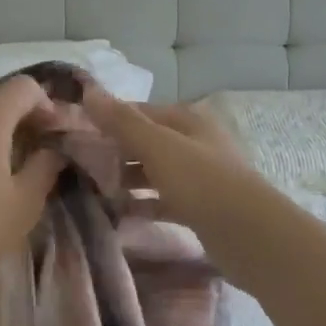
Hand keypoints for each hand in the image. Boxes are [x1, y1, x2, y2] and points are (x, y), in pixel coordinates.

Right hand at [80, 88, 264, 233]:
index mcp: (186, 121)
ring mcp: (199, 177)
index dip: (107, 119)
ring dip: (125, 179)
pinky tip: (118, 213)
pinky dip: (141, 205)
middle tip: (78, 164)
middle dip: (113, 151)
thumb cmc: (202, 182)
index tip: (74, 132)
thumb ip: (122, 121)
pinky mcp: (199, 209)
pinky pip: (162, 201)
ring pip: (153, 172)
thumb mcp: (158, 146)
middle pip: (145, 142)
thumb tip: (89, 90)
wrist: (251, 235)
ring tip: (92, 189)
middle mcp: (194, 143)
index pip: (138, 112)